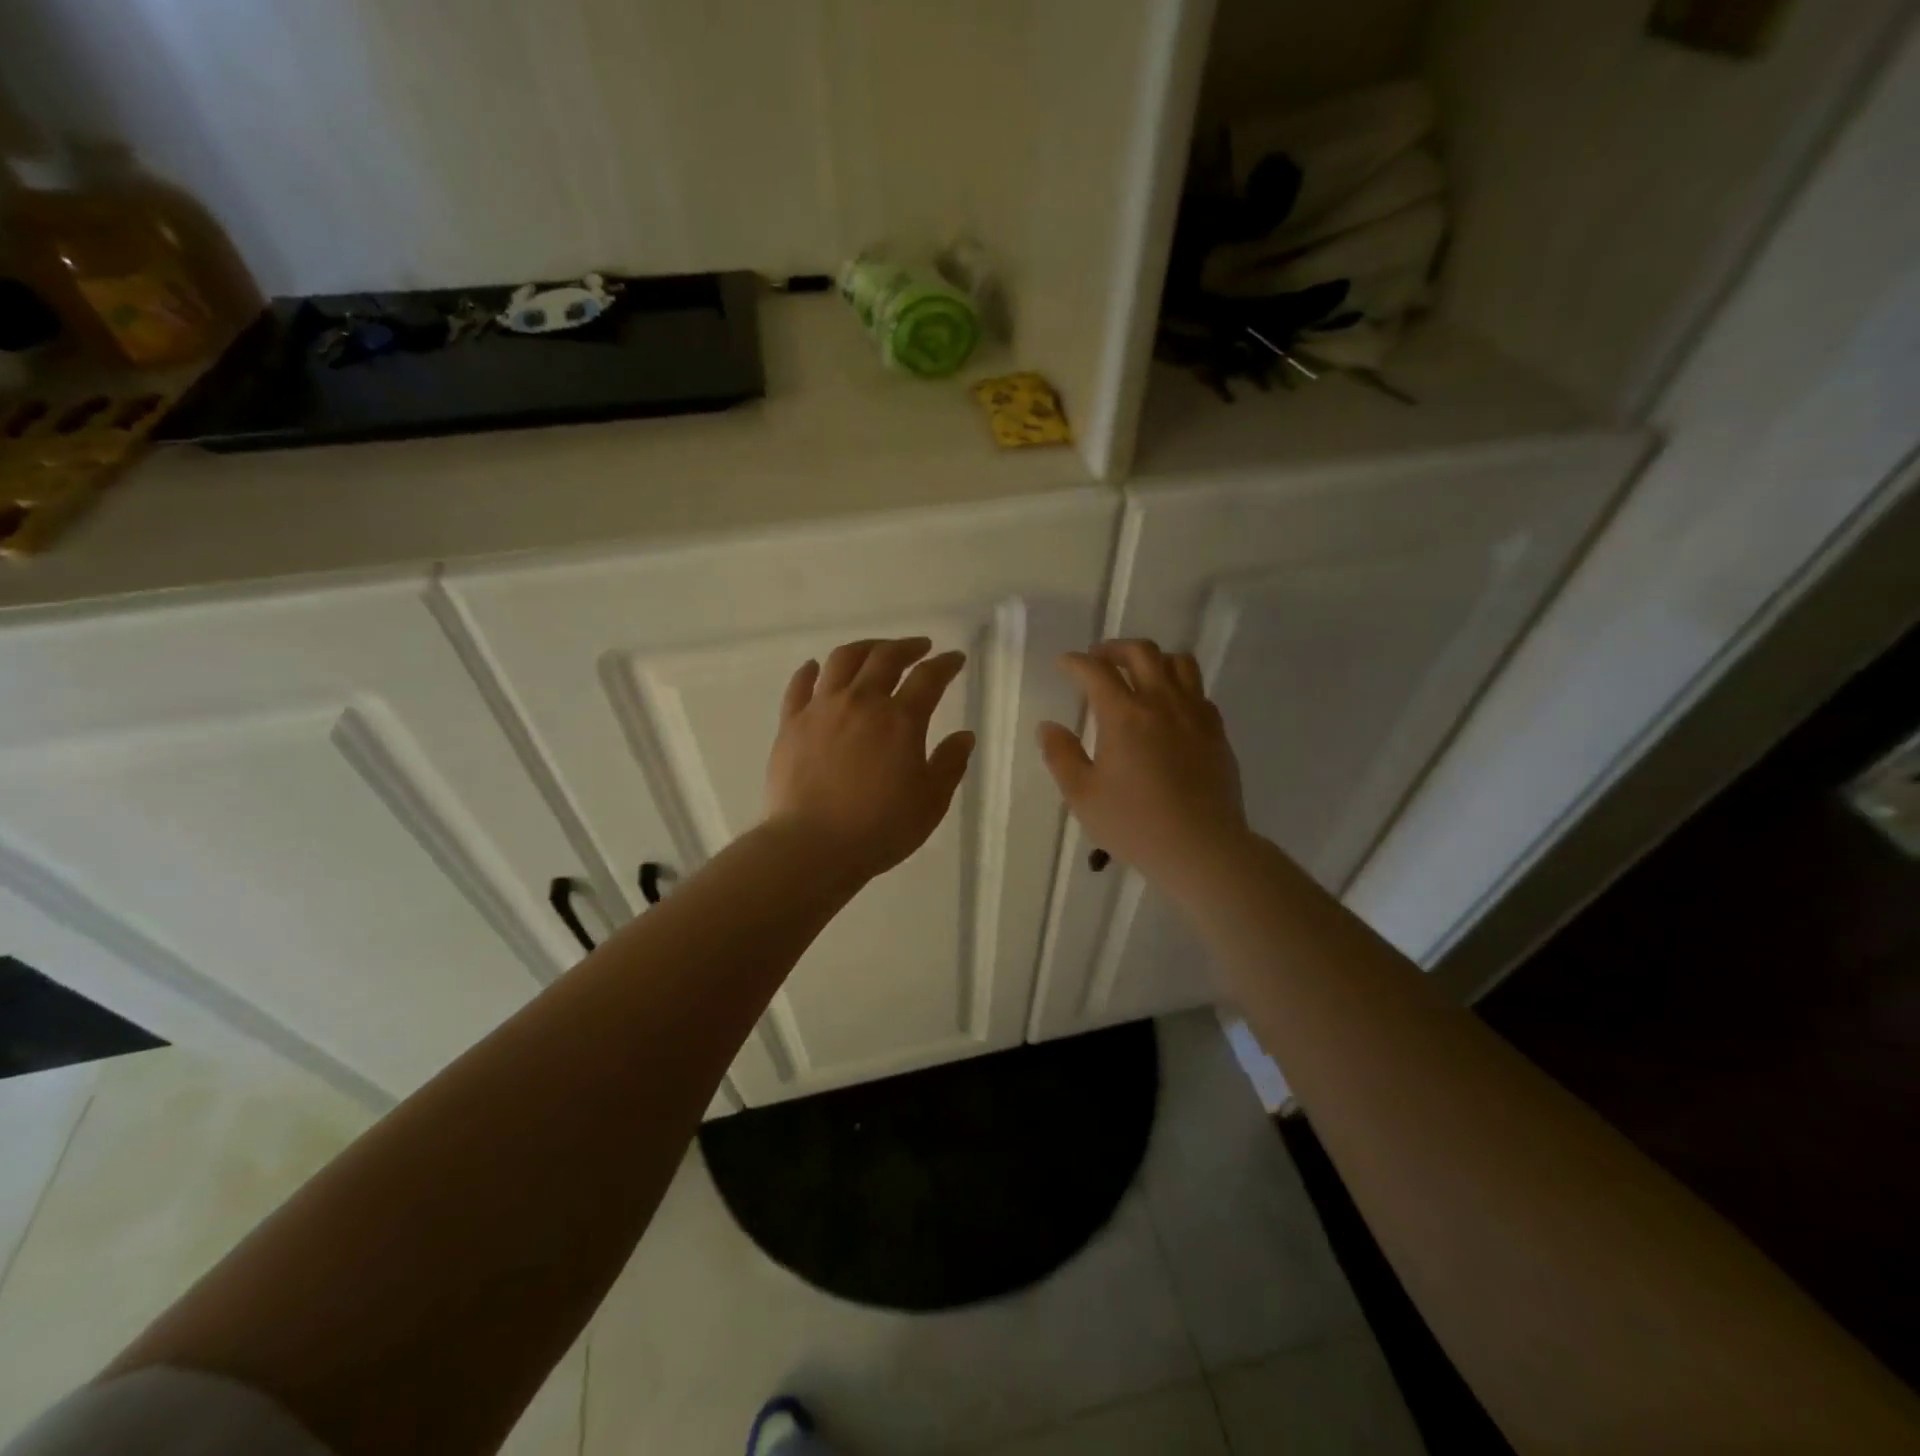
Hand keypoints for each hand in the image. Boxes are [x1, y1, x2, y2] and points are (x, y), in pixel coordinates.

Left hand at [765, 637, 974, 880]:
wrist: (812, 846)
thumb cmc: (880, 828)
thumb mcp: (930, 802)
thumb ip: (950, 764)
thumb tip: (964, 736)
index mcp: (900, 720)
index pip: (928, 678)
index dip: (945, 664)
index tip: (955, 659)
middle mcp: (861, 702)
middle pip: (884, 658)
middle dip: (906, 647)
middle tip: (919, 647)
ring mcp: (821, 709)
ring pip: (842, 660)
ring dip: (864, 648)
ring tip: (875, 651)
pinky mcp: (790, 724)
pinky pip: (799, 686)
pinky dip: (811, 671)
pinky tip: (817, 667)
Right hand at [1038, 639, 1249, 894]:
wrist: (1202, 847)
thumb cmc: (1135, 824)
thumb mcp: (1083, 796)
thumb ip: (1061, 756)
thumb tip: (1048, 726)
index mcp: (1123, 715)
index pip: (1096, 671)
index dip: (1076, 662)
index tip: (1065, 664)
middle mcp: (1161, 703)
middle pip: (1141, 652)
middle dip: (1115, 648)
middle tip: (1099, 660)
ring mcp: (1194, 714)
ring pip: (1179, 662)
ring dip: (1154, 659)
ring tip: (1139, 674)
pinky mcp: (1216, 731)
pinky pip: (1198, 691)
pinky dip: (1179, 686)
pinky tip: (1169, 707)